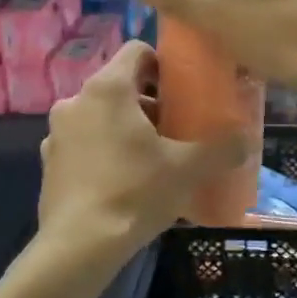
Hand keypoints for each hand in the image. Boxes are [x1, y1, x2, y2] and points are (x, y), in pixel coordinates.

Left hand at [36, 41, 247, 264]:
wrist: (78, 247)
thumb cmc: (134, 193)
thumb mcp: (186, 169)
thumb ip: (221, 149)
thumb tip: (247, 140)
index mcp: (107, 88)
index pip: (137, 50)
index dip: (163, 64)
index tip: (182, 90)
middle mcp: (76, 100)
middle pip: (119, 85)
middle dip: (149, 102)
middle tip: (175, 129)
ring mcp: (57, 132)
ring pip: (100, 115)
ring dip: (126, 127)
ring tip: (153, 158)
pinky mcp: (50, 162)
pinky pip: (84, 142)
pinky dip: (104, 150)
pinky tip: (125, 181)